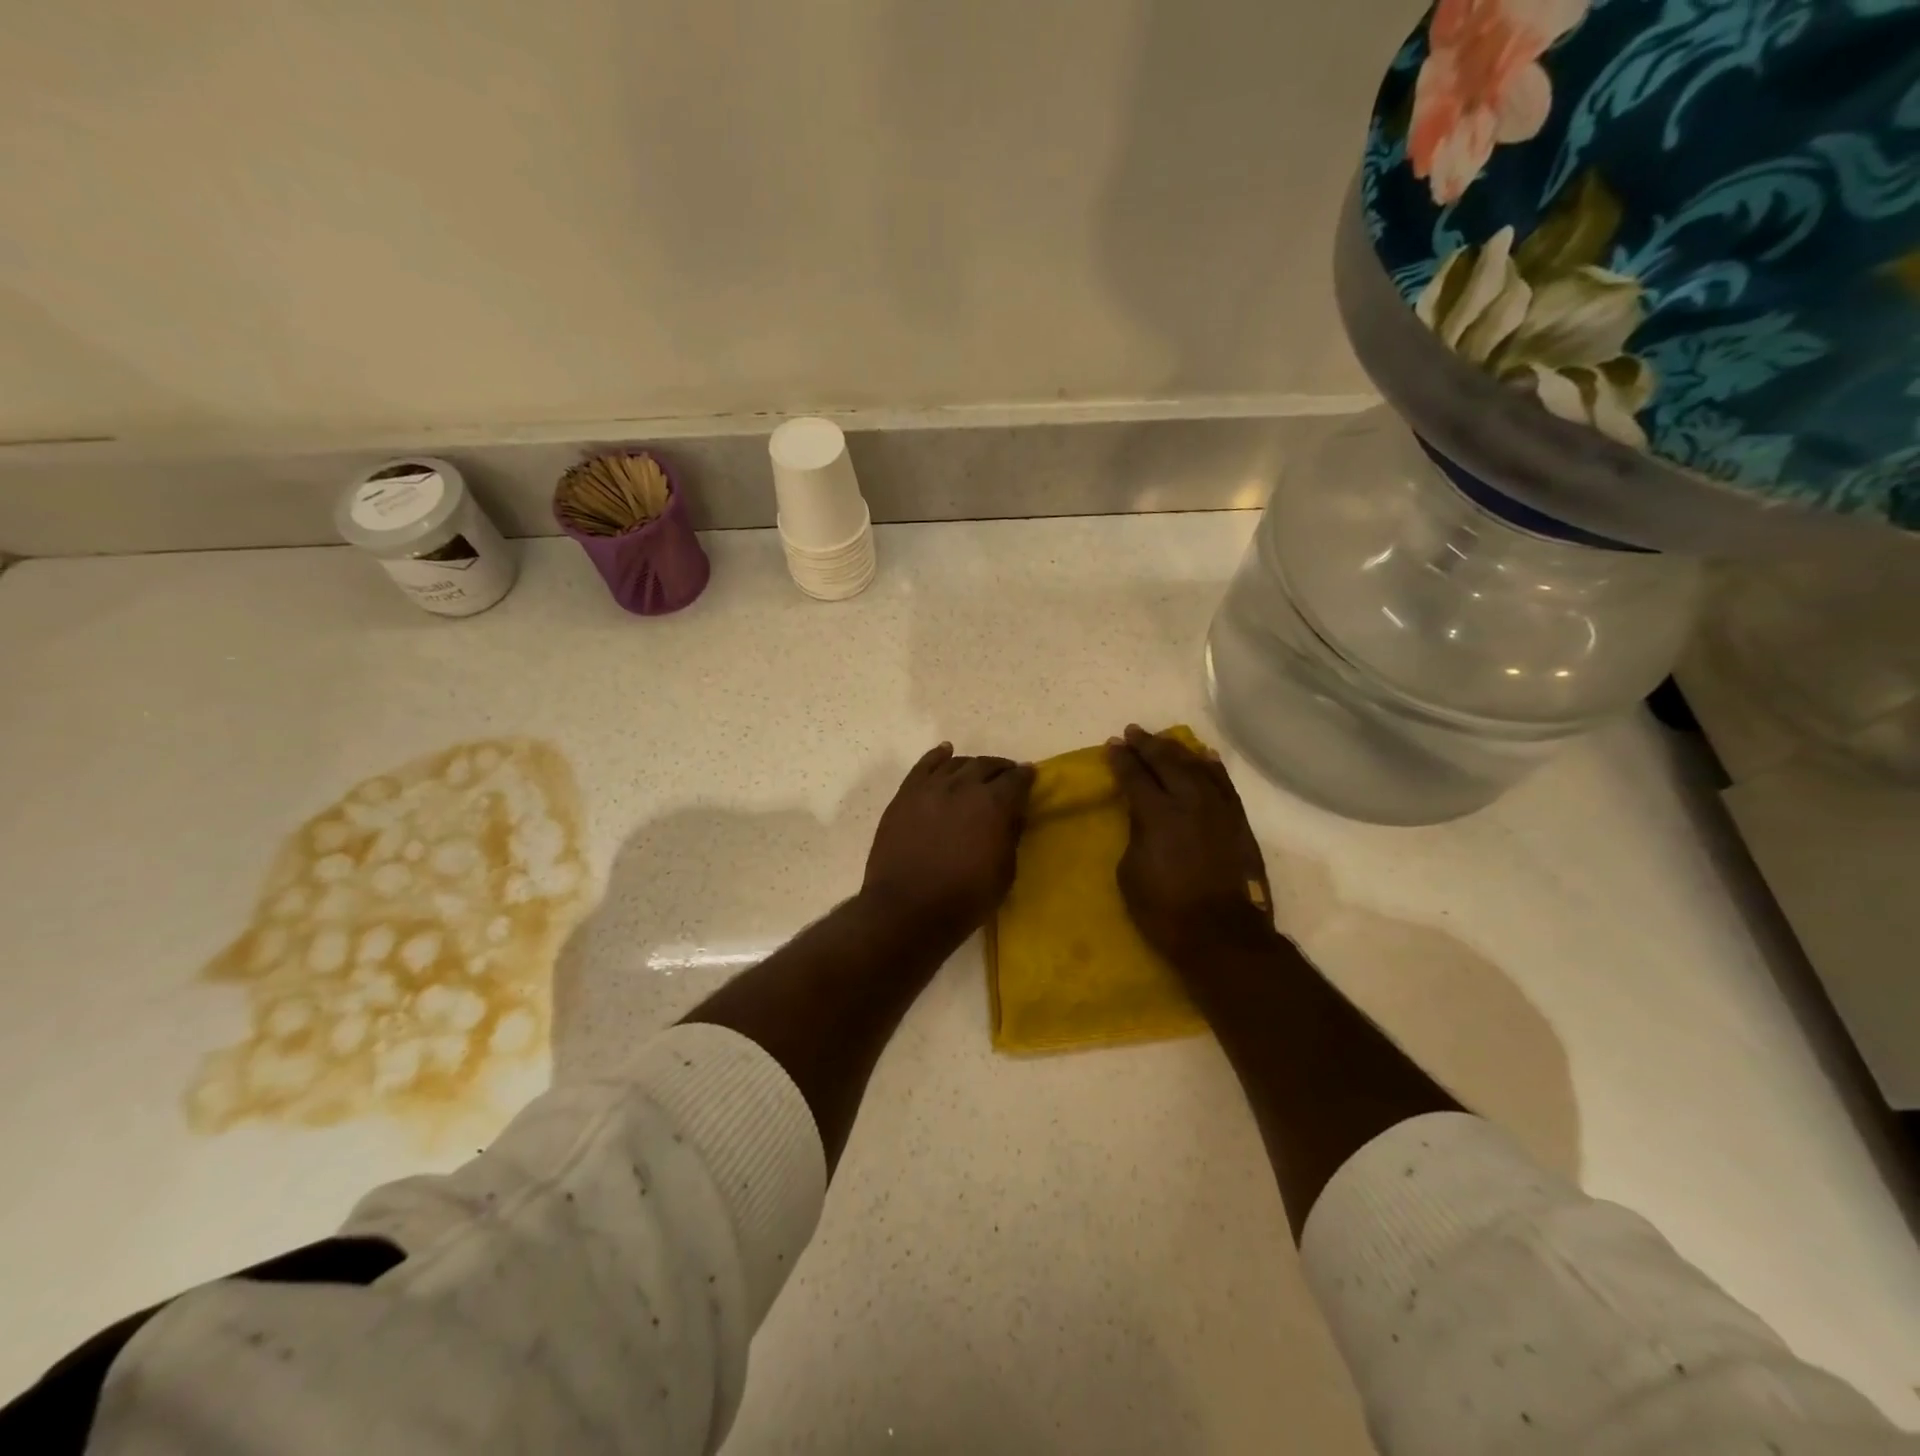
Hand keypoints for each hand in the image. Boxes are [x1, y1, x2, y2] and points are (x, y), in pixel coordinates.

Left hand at [861, 744, 1034, 939]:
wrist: (906, 910)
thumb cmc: (964, 899)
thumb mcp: (1004, 873)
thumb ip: (1010, 836)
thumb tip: (1011, 816)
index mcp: (994, 804)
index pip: (1016, 779)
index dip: (1026, 776)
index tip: (1030, 775)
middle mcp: (964, 786)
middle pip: (987, 765)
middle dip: (1001, 768)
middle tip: (1007, 775)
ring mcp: (931, 787)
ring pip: (957, 764)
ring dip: (972, 765)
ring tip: (977, 771)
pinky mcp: (905, 795)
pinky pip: (924, 766)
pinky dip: (938, 756)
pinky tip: (945, 752)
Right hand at [1108, 725, 1274, 972]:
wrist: (1223, 935)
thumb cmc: (1165, 910)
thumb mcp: (1131, 872)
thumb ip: (1136, 834)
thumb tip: (1143, 816)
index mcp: (1157, 814)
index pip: (1135, 776)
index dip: (1122, 759)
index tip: (1112, 745)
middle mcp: (1190, 801)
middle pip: (1167, 762)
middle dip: (1147, 745)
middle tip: (1133, 732)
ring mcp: (1219, 809)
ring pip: (1197, 766)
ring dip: (1177, 750)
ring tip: (1163, 740)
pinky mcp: (1239, 821)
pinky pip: (1225, 784)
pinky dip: (1213, 767)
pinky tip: (1205, 757)